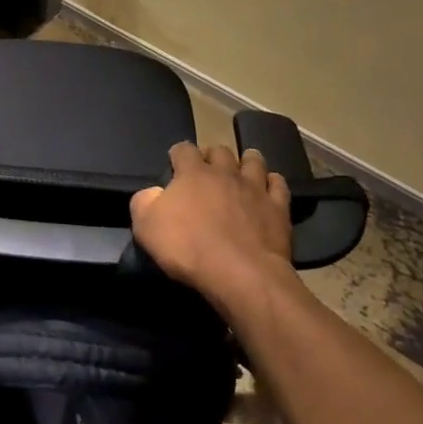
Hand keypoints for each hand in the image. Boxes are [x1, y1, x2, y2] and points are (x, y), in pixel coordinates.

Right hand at [130, 143, 295, 304]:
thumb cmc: (188, 248)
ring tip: (241, 172)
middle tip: (208, 172)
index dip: (178, 154)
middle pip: (220, 150)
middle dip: (212, 157)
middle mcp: (225, 172)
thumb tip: (151, 193)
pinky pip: (278, 184)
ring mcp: (254, 187)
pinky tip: (268, 190)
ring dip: (246, 162)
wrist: (240, 274)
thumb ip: (143, 202)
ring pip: (253, 160)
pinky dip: (272, 183)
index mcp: (192, 173)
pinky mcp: (278, 207)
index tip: (175, 165)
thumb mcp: (146, 227)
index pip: (183, 149)